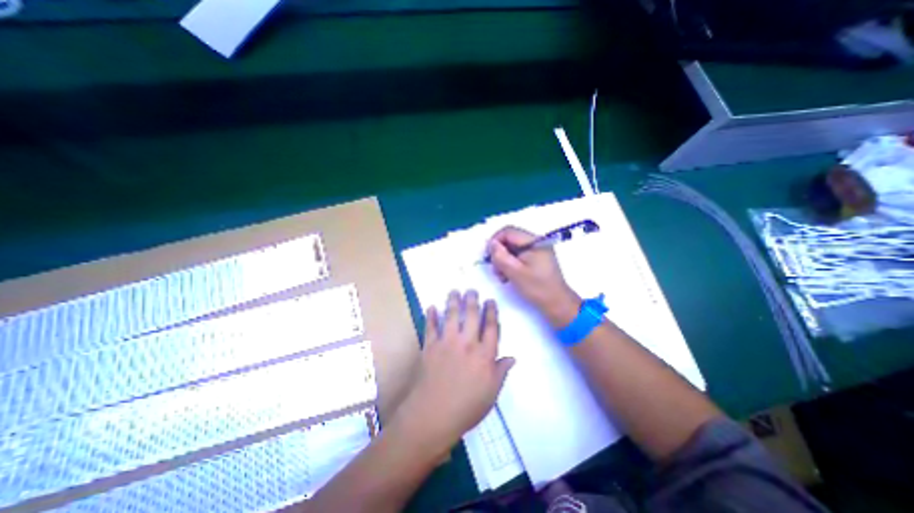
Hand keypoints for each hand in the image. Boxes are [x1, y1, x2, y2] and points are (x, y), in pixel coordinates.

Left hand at [392, 290, 513, 454]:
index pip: (491, 327)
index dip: (491, 312)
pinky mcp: (430, 346)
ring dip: (453, 301)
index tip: (490, 301)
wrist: (434, 414)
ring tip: (454, 291)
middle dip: (473, 300)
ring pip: (451, 315)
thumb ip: (501, 372)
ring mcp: (447, 342)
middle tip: (472, 290)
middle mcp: (467, 343)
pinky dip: (430, 316)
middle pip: (472, 316)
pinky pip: (430, 327)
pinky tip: (431, 307)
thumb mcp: (491, 393)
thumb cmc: (467, 407)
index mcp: (484, 354)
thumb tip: (512, 357)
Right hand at [488, 224, 580, 328]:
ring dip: (504, 260)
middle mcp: (536, 242)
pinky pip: (519, 255)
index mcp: (534, 242)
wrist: (557, 303)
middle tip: (496, 270)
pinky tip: (509, 276)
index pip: (508, 231)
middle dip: (499, 253)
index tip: (488, 256)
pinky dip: (511, 264)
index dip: (495, 241)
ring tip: (503, 277)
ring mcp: (538, 250)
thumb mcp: (515, 272)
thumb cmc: (537, 288)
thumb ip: (500, 256)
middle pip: (510, 239)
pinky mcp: (537, 259)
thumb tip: (491, 243)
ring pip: (513, 248)